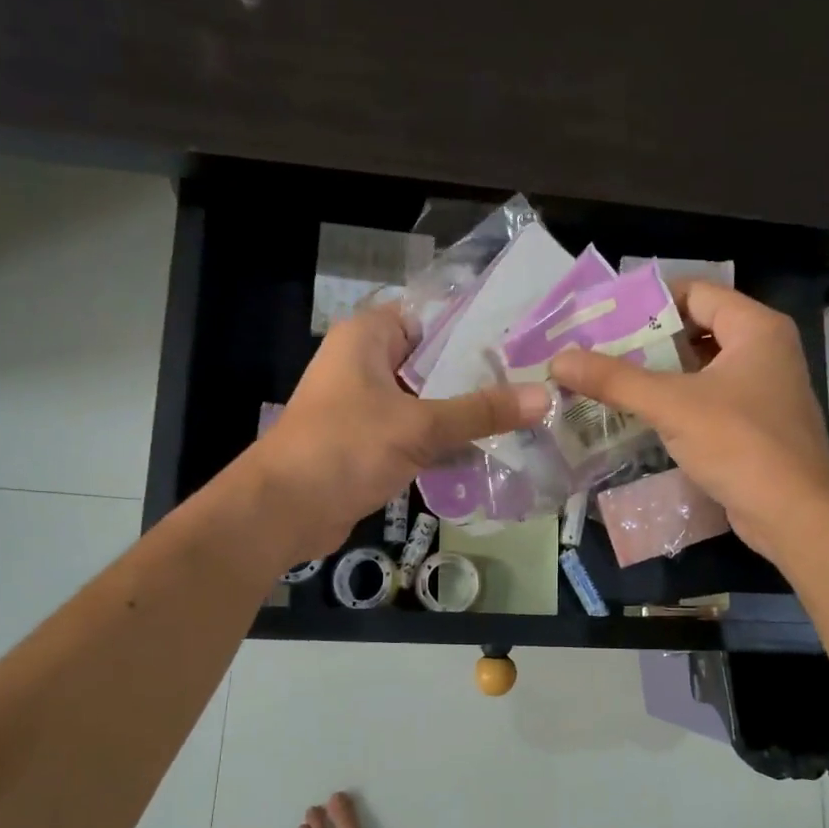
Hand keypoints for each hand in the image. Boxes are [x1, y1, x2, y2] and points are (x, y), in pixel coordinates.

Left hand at [245, 304, 548, 560]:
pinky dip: (447, 441)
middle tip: (537, 380)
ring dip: (466, 412)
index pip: (433, 316)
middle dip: (481, 375)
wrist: (284, 511)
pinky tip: (492, 450)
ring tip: (526, 414)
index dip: (478, 326)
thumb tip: (544, 396)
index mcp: (369, 337)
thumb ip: (480, 411)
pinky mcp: (371, 443)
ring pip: (428, 400)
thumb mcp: (418, 425)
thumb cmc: (345, 448)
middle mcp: (367, 363)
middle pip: (435, 361)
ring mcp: (368, 405)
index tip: (527, 338)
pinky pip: (418, 433)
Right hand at [548, 283, 828, 564]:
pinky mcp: (753, 427)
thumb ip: (615, 379)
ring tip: (606, 380)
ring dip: (657, 375)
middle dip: (646, 341)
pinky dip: (674, 404)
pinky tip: (636, 416)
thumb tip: (559, 360)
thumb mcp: (672, 405)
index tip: (605, 315)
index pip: (697, 292)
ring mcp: (761, 391)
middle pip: (696, 330)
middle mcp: (764, 351)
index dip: (650, 300)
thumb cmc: (740, 443)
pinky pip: (706, 401)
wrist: (795, 515)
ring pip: (699, 370)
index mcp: (756, 328)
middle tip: (597, 349)